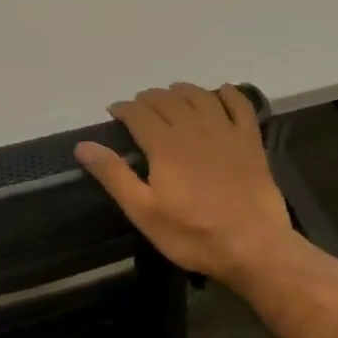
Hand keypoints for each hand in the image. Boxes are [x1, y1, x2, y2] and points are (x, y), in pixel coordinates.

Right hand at [75, 83, 300, 289]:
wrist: (254, 246)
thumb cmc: (193, 234)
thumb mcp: (144, 212)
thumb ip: (114, 175)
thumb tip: (83, 145)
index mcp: (165, 145)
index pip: (138, 113)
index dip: (123, 108)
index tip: (114, 113)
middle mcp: (194, 128)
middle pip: (167, 99)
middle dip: (148, 98)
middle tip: (138, 108)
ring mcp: (226, 131)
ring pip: (199, 95)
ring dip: (181, 90)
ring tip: (171, 96)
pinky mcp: (250, 140)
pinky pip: (239, 105)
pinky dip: (227, 93)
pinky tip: (220, 92)